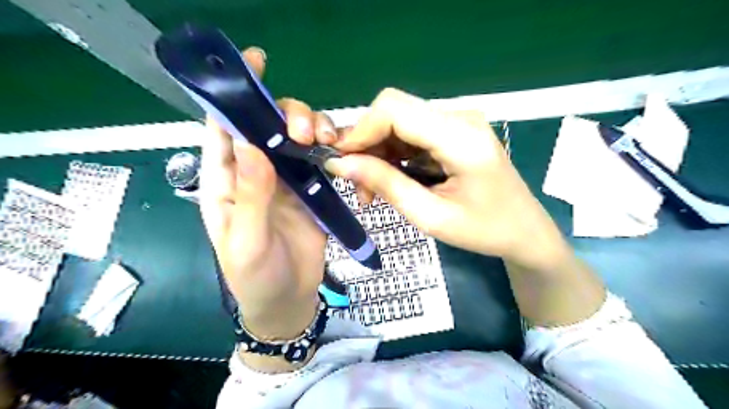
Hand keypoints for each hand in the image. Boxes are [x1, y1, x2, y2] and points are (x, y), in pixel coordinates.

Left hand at [196, 46, 338, 340]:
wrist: (288, 300)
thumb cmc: (255, 277)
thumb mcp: (246, 241)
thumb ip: (248, 194)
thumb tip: (250, 143)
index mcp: (225, 181)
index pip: (223, 129)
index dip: (234, 95)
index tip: (255, 63)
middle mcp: (254, 173)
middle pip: (266, 126)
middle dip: (285, 115)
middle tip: (304, 131)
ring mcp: (285, 180)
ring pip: (295, 139)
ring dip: (311, 129)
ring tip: (325, 141)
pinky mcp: (310, 190)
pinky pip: (318, 160)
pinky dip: (328, 150)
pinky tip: (338, 151)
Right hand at [326, 89, 568, 270]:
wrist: (524, 231)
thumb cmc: (484, 231)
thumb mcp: (430, 216)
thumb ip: (385, 185)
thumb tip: (340, 164)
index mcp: (461, 137)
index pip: (395, 109)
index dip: (360, 130)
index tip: (340, 161)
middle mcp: (460, 117)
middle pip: (394, 111)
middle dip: (366, 144)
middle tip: (357, 184)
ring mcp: (458, 121)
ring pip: (398, 122)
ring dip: (377, 153)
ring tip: (372, 191)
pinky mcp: (454, 130)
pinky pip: (411, 132)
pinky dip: (392, 154)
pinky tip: (390, 180)